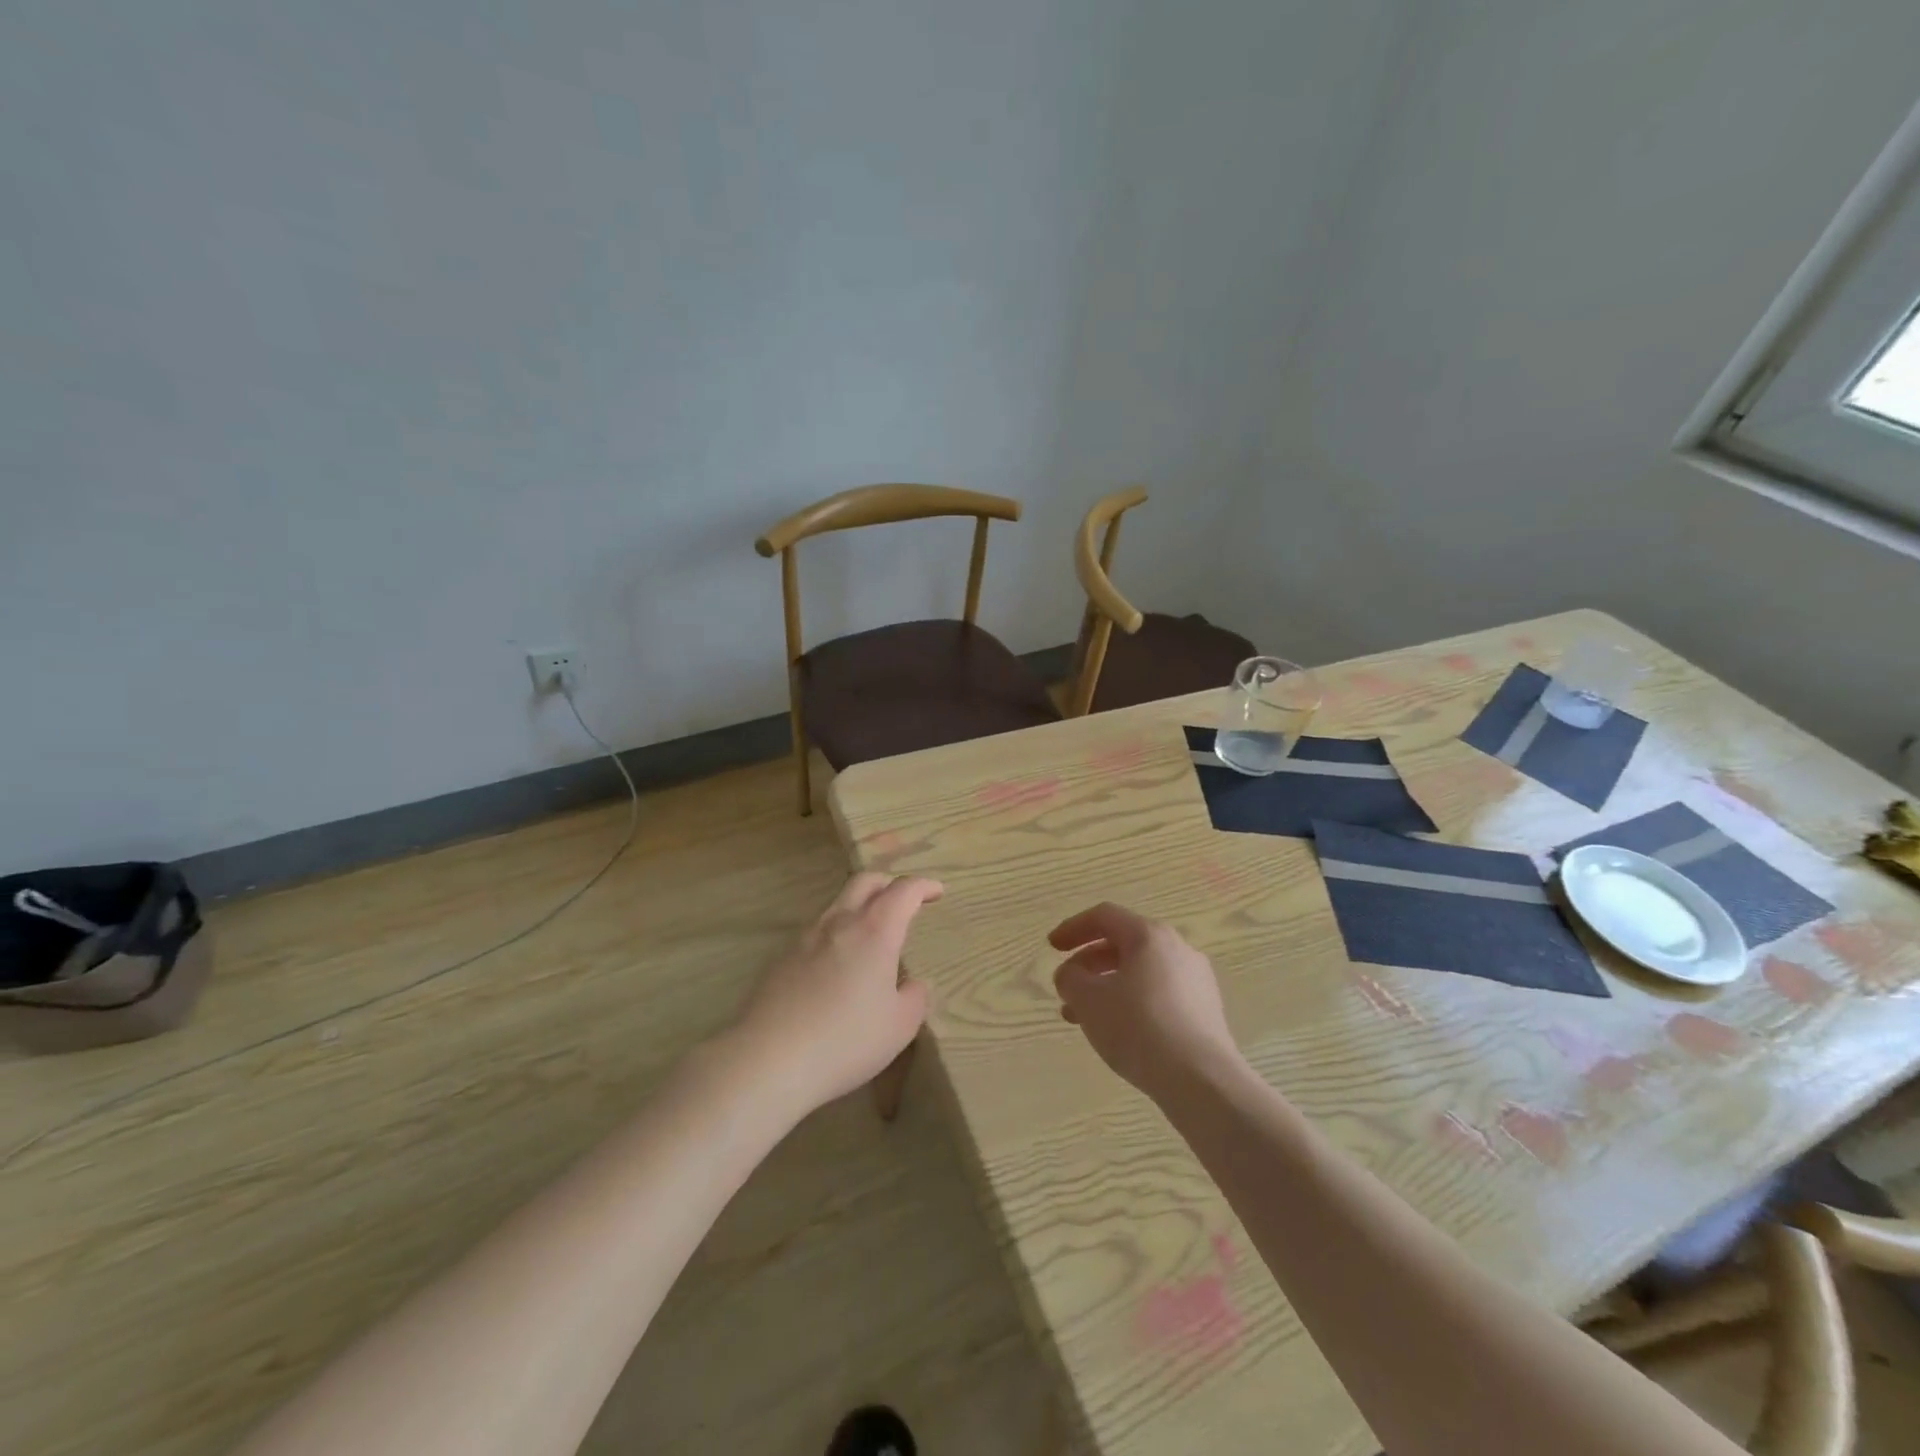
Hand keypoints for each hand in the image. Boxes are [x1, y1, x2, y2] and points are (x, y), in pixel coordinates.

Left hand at [729, 873, 941, 1111]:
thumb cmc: (846, 1040)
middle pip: (865, 882)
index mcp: (875, 931)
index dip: (924, 886)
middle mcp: (840, 922)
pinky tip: (836, 964)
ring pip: (837, 903)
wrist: (769, 1058)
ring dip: (859, 906)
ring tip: (870, 933)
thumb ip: (914, 998)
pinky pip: (816, 931)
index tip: (937, 892)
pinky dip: (835, 932)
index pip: (904, 891)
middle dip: (889, 884)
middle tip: (904, 902)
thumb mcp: (899, 1027)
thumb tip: (911, 985)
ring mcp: (806, 937)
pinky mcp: (781, 957)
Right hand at [1049, 902, 1243, 1102]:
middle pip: (1124, 944)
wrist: (1202, 1082)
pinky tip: (1118, 1033)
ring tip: (1083, 1018)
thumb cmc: (1139, 1028)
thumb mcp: (1088, 1000)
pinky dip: (1132, 1003)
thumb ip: (1070, 979)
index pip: (1104, 916)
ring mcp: (1196, 980)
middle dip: (1089, 964)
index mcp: (1150, 936)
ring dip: (1107, 987)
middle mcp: (1178, 948)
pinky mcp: (1205, 1011)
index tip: (1052, 948)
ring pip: (1140, 973)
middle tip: (1067, 987)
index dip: (1073, 928)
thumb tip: (1071, 975)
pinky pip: (1159, 995)